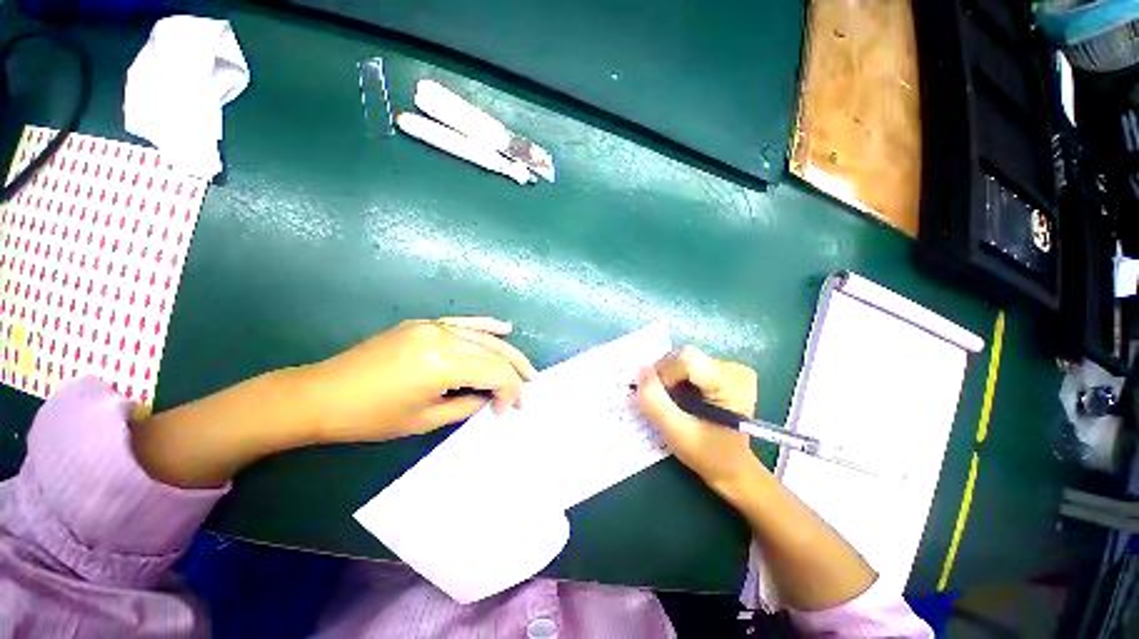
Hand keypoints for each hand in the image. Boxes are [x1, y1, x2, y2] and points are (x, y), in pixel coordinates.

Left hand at [303, 316, 536, 442]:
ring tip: (524, 370)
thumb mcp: (423, 420)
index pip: (495, 371)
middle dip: (515, 371)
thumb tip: (485, 399)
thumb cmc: (372, 417)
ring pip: (478, 333)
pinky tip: (501, 327)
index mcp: (443, 361)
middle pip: (492, 349)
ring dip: (503, 351)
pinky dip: (481, 326)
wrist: (325, 395)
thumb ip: (462, 406)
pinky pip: (458, 323)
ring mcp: (427, 325)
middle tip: (530, 392)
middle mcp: (441, 335)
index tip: (510, 413)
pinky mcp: (416, 325)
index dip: (511, 392)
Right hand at [634, 346, 763, 495]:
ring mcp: (738, 370)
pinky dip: (686, 380)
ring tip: (675, 404)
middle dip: (668, 377)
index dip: (664, 374)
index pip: (687, 359)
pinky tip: (687, 400)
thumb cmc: (707, 455)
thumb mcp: (676, 433)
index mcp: (731, 383)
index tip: (657, 399)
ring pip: (692, 361)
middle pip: (689, 358)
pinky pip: (700, 366)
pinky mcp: (734, 374)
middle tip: (662, 404)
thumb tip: (640, 370)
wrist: (733, 468)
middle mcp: (738, 370)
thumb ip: (655, 402)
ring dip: (676, 379)